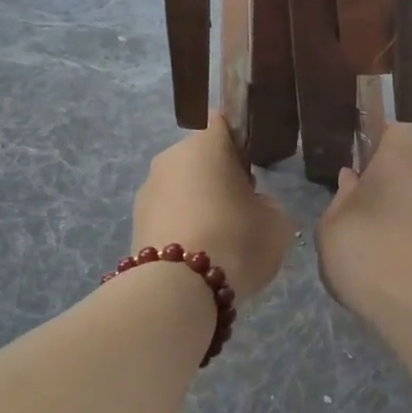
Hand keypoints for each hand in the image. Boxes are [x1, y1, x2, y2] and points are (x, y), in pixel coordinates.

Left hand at [132, 114, 294, 301]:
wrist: (178, 289)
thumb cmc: (235, 241)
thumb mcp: (276, 222)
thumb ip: (267, 204)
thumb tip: (252, 205)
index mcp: (204, 145)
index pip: (222, 122)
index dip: (240, 142)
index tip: (252, 169)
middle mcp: (169, 158)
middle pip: (199, 158)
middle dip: (218, 177)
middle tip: (240, 209)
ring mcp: (147, 191)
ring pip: (181, 188)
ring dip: (198, 204)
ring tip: (219, 241)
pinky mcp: (135, 223)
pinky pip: (168, 216)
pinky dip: (183, 228)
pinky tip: (198, 256)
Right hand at [316, 123, 411, 322]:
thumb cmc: (365, 252)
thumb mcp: (332, 225)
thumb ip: (341, 197)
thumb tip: (352, 178)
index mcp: (397, 166)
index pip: (398, 132)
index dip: (380, 138)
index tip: (360, 156)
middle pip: (405, 171)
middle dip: (383, 184)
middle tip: (355, 209)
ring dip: (394, 214)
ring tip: (367, 244)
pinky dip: (406, 239)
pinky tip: (384, 265)